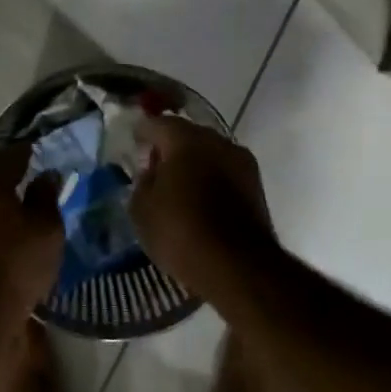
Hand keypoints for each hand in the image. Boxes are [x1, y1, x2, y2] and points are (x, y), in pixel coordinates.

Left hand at [0, 144, 64, 323]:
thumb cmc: (16, 261)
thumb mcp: (46, 227)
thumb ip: (47, 195)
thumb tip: (46, 175)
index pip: (14, 153)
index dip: (34, 154)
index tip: (49, 157)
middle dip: (13, 176)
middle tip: (38, 185)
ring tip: (24, 209)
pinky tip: (7, 228)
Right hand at [130, 116, 277, 293]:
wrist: (239, 268)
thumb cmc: (181, 232)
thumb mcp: (142, 209)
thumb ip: (142, 182)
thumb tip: (151, 171)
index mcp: (185, 139)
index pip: (157, 124)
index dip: (142, 133)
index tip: (133, 143)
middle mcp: (218, 141)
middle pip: (187, 136)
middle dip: (169, 148)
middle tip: (153, 168)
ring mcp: (242, 163)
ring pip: (209, 154)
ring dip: (193, 165)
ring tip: (177, 188)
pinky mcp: (257, 187)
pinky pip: (224, 174)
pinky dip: (210, 181)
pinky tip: (198, 201)